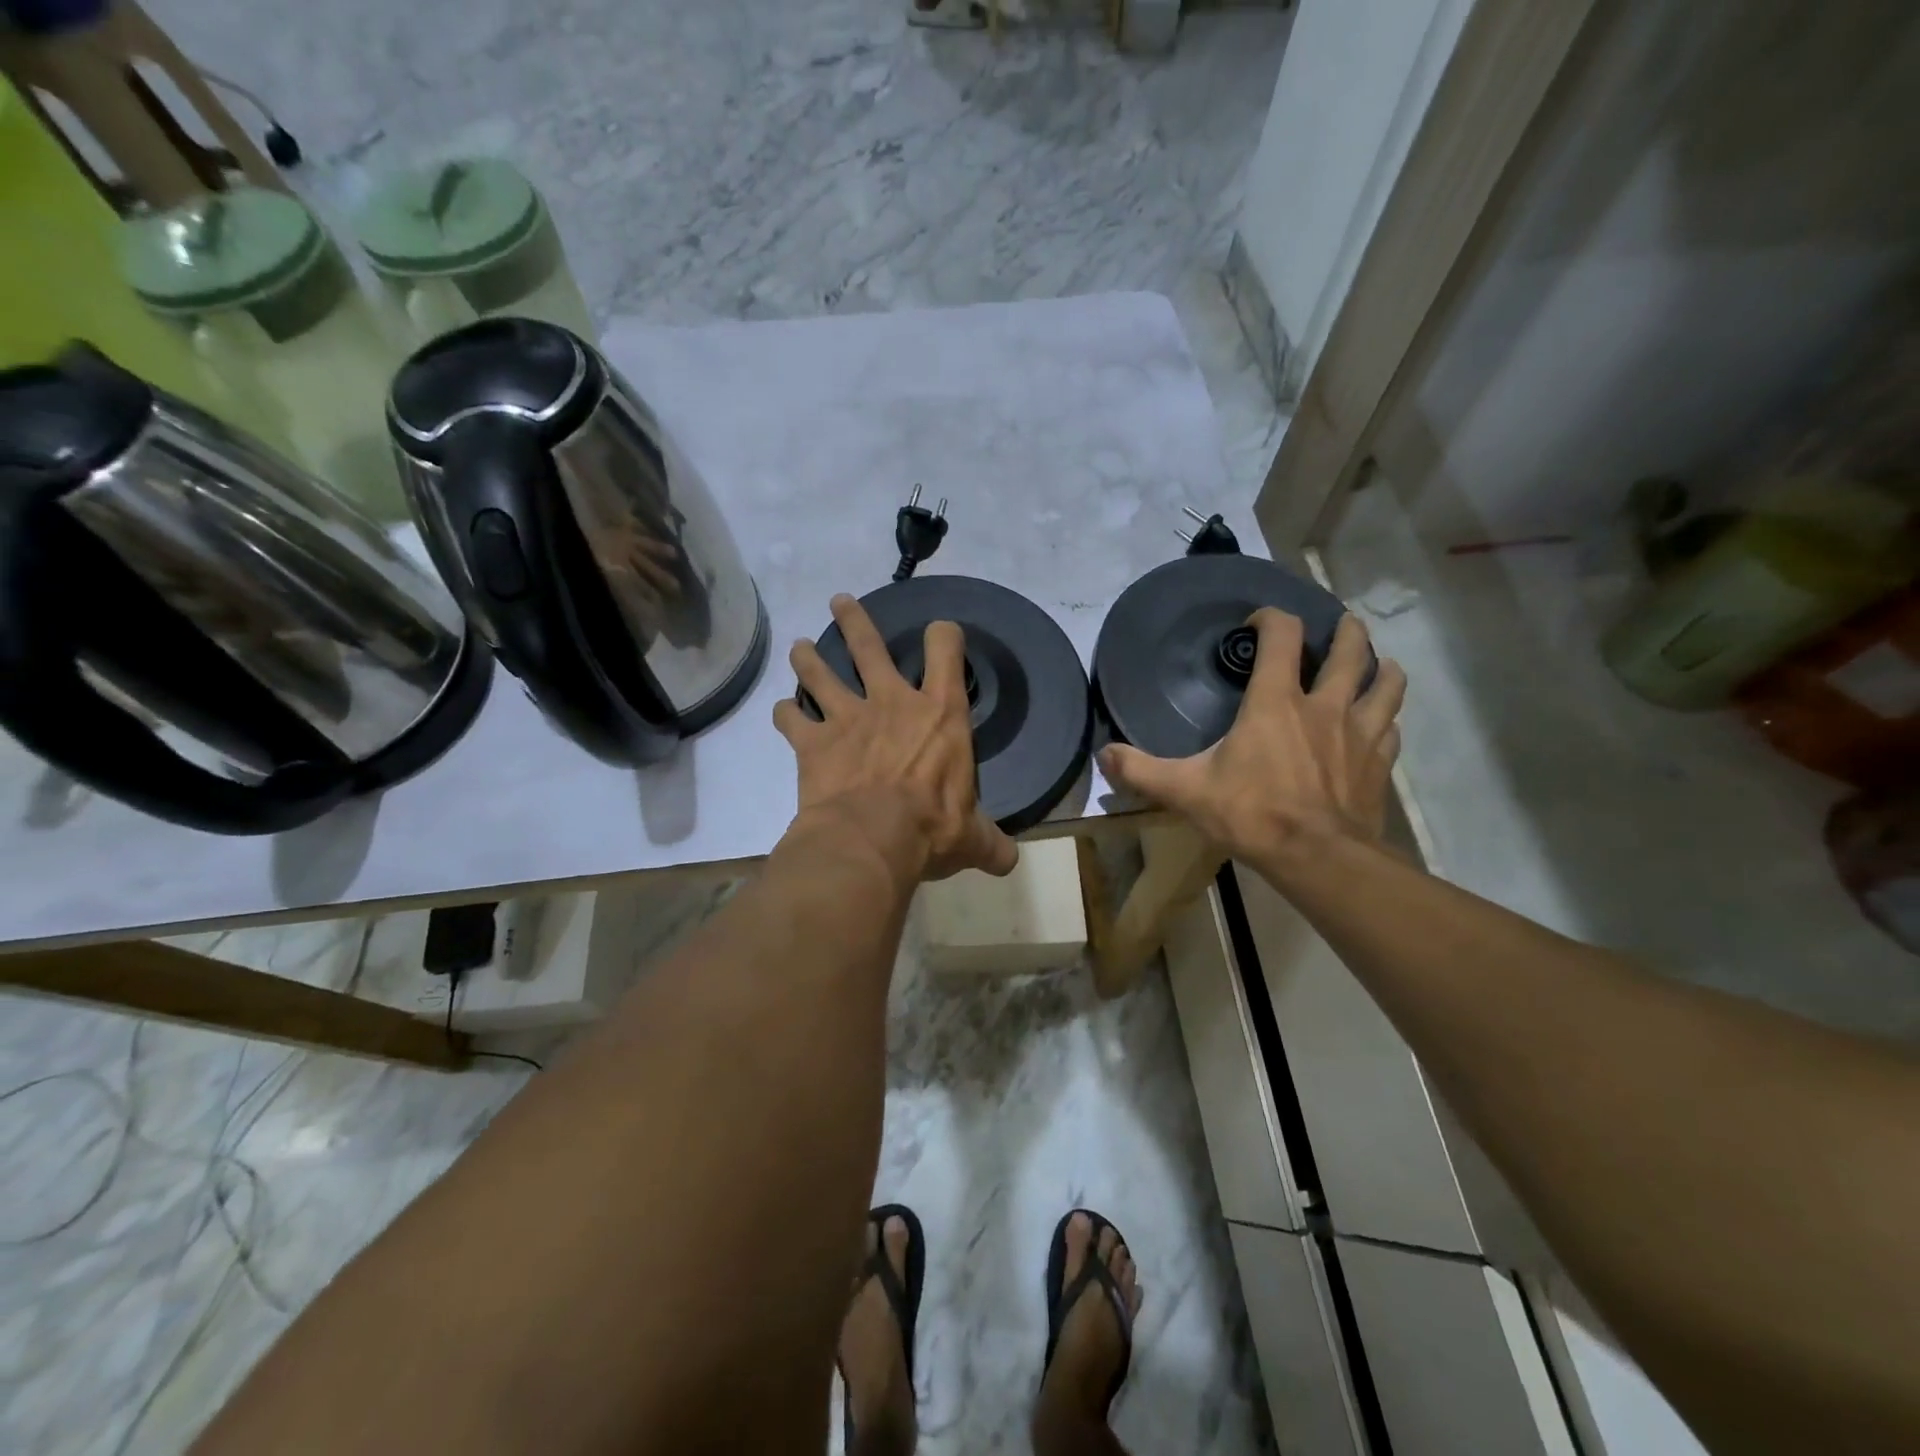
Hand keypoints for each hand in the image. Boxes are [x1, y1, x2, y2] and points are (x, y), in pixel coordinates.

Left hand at [774, 594, 1018, 884]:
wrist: (871, 840)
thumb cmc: (931, 829)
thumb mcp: (973, 838)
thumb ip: (991, 843)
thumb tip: (1009, 862)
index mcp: (940, 714)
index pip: (946, 650)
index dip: (944, 635)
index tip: (941, 632)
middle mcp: (891, 703)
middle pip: (868, 645)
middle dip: (854, 620)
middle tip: (839, 602)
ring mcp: (847, 718)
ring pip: (820, 672)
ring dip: (809, 658)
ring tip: (801, 647)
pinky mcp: (812, 743)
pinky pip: (792, 719)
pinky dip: (786, 713)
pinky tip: (783, 712)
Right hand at [1099, 610, 1406, 875]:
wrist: (1318, 858)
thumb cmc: (1252, 814)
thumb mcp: (1186, 791)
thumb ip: (1141, 771)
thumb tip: (1103, 756)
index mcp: (1276, 702)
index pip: (1282, 636)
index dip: (1271, 618)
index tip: (1256, 624)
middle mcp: (1324, 705)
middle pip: (1348, 651)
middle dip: (1345, 631)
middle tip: (1340, 625)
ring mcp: (1359, 732)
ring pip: (1384, 683)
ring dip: (1381, 667)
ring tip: (1377, 662)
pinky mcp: (1379, 763)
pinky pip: (1390, 728)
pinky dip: (1386, 718)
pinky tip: (1379, 724)